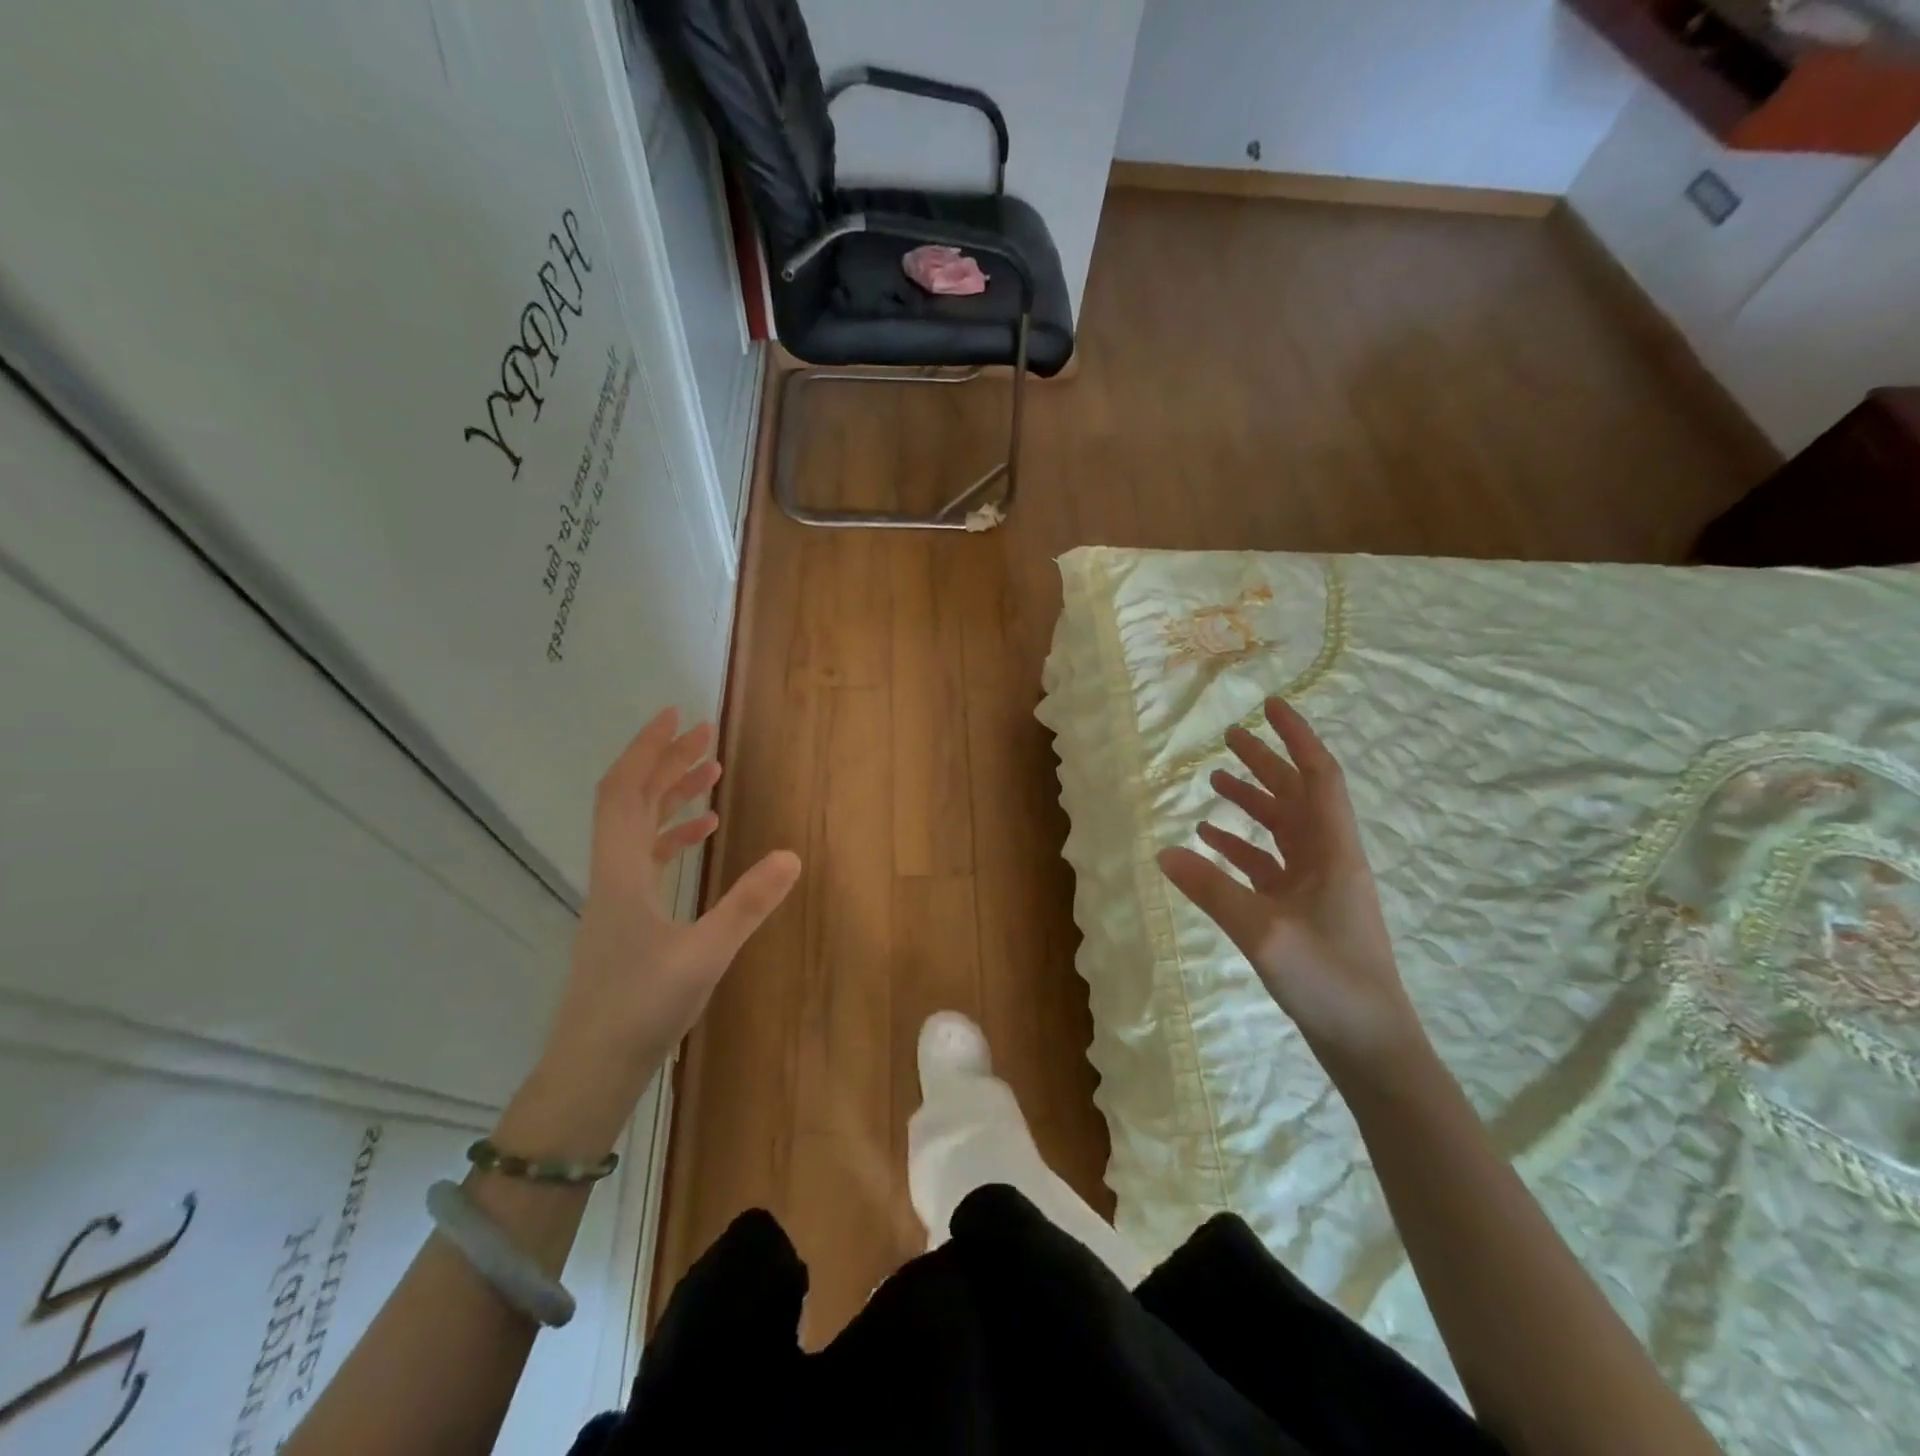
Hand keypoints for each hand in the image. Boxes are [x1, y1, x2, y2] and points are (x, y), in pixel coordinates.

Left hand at [544, 708, 800, 1095]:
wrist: (591, 1070)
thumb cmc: (640, 1010)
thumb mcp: (704, 955)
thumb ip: (748, 904)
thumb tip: (791, 855)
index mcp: (621, 873)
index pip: (624, 792)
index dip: (647, 749)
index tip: (675, 716)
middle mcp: (612, 875)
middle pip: (631, 801)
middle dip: (666, 762)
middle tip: (705, 734)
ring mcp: (615, 898)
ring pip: (638, 828)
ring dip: (671, 795)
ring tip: (710, 772)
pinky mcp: (624, 919)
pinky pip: (646, 858)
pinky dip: (673, 835)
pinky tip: (703, 834)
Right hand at [1158, 698, 1425, 1079]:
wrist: (1369, 1044)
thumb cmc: (1329, 981)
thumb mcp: (1263, 933)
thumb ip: (1212, 890)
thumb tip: (1164, 853)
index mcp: (1333, 852)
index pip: (1318, 778)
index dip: (1297, 738)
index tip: (1272, 706)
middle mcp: (1328, 859)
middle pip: (1297, 796)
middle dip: (1267, 763)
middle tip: (1230, 735)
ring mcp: (1316, 886)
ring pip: (1283, 829)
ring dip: (1252, 803)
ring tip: (1215, 781)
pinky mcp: (1303, 911)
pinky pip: (1269, 865)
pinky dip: (1242, 847)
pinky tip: (1211, 842)